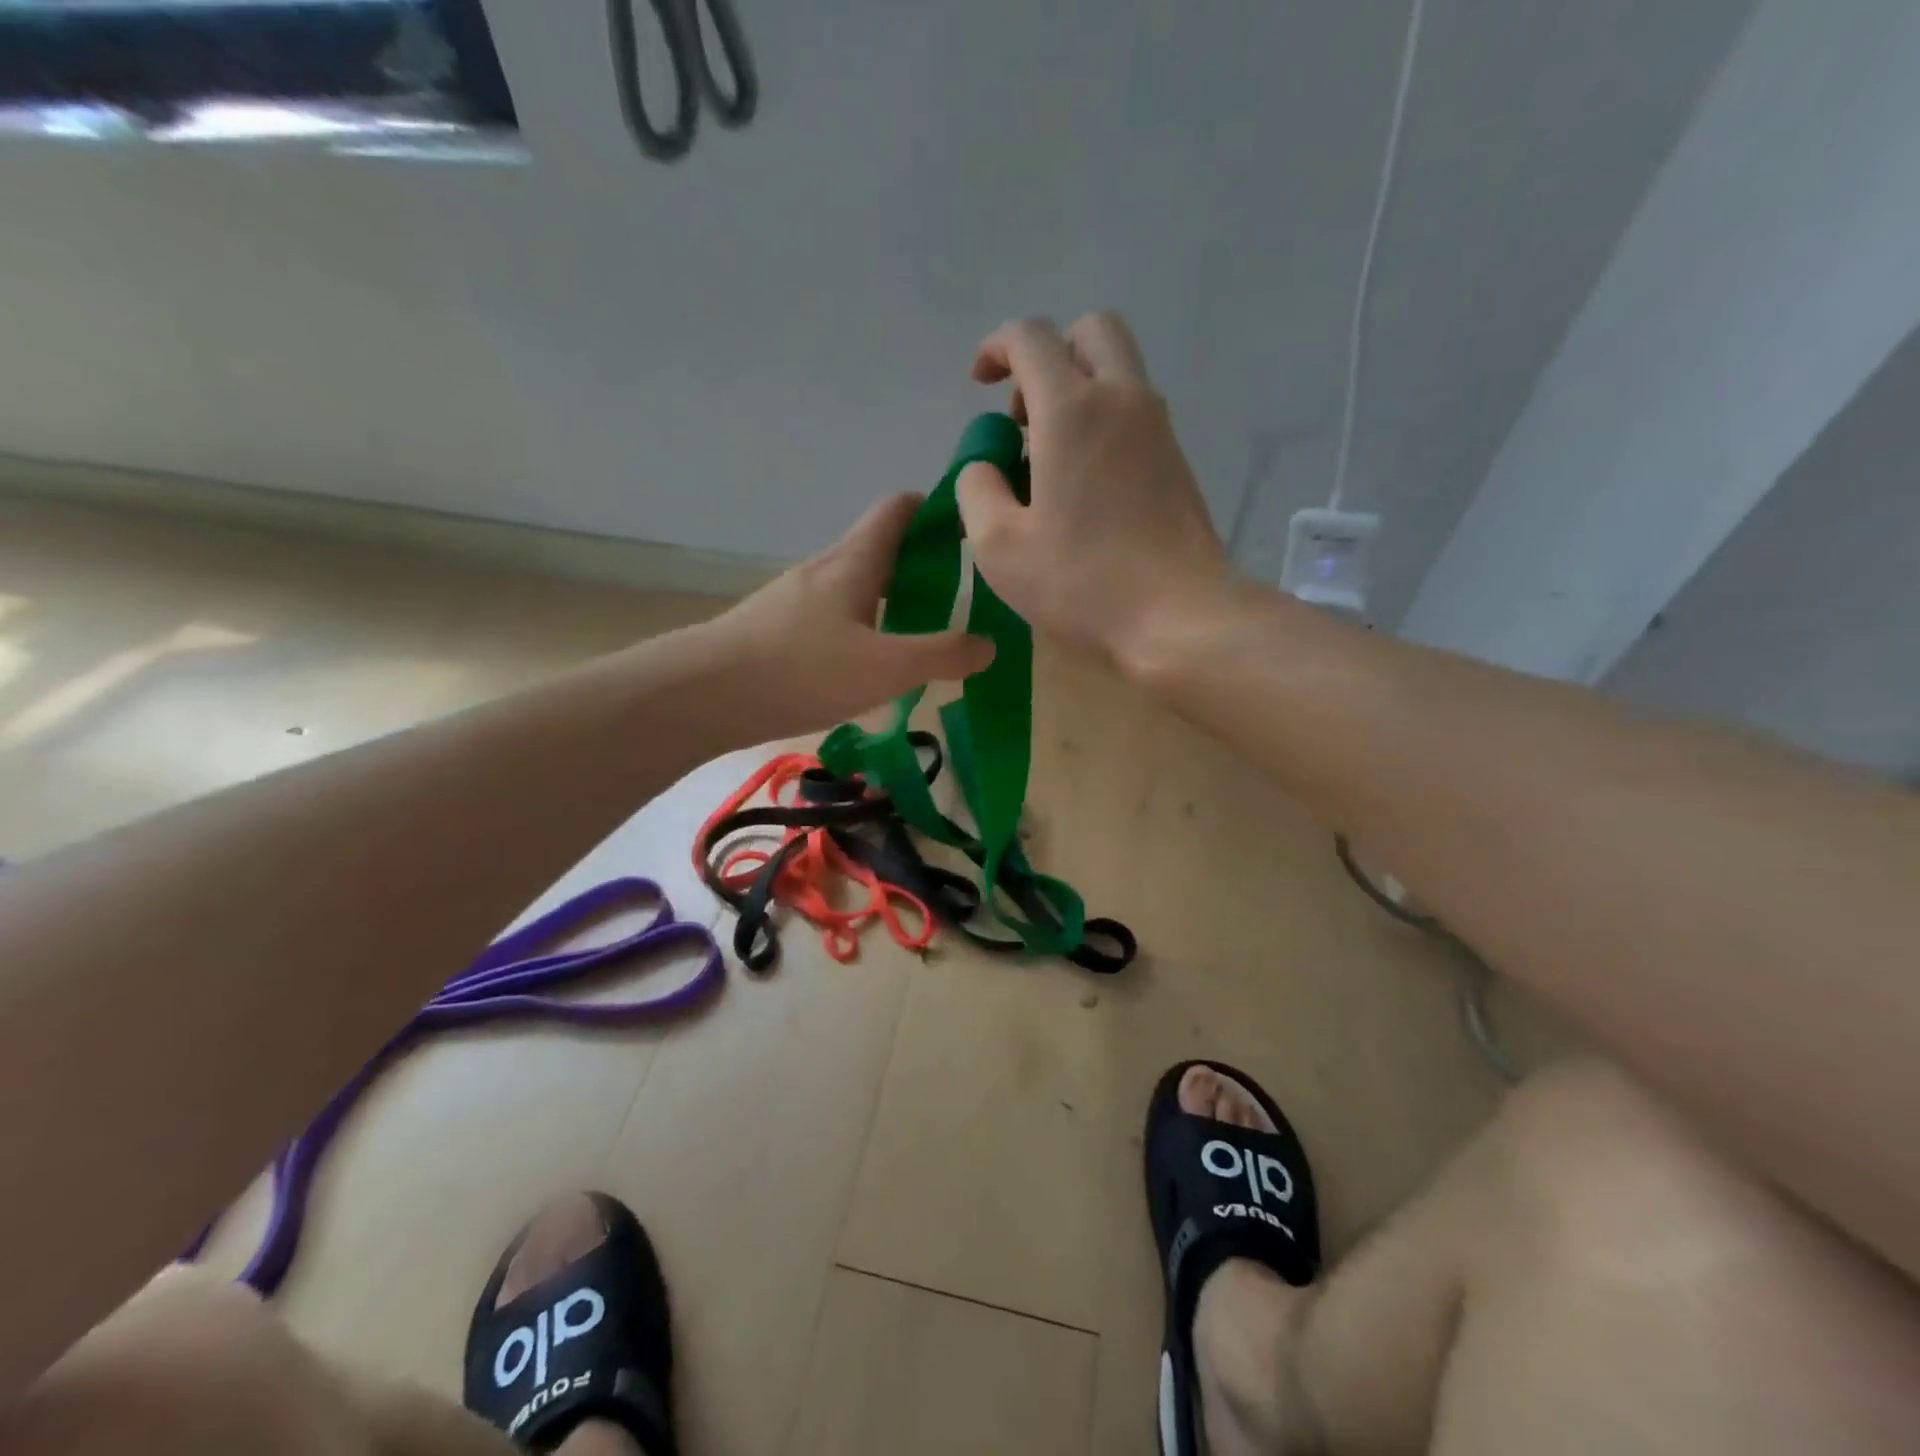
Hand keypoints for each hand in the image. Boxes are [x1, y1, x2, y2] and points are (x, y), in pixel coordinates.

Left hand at [701, 493, 993, 737]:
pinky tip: (867, 665)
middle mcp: (824, 569)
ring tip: (918, 635)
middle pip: (879, 548)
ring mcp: (795, 598)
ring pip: (855, 585)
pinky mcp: (777, 628)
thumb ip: (941, 655)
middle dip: (920, 564)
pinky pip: (832, 615)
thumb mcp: (885, 668)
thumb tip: (988, 645)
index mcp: (854, 562)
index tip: (969, 533)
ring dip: (889, 599)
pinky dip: (861, 626)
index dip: (934, 509)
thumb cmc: (801, 670)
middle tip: (957, 599)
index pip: (898, 509)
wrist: (704, 694)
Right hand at [955, 313, 1231, 667]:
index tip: (979, 383)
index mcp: (1072, 410)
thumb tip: (983, 467)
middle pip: (1091, 332)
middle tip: (1024, 414)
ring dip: (1078, 389)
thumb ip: (977, 490)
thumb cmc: (1082, 582)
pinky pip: (1136, 412)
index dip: (996, 347)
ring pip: (1119, 370)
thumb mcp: (999, 546)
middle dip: (1049, 355)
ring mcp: (1158, 428)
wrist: (1180, 616)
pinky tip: (1084, 484)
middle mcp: (1122, 400)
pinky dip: (1104, 421)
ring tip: (1048, 457)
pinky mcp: (1178, 460)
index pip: (1030, 337)